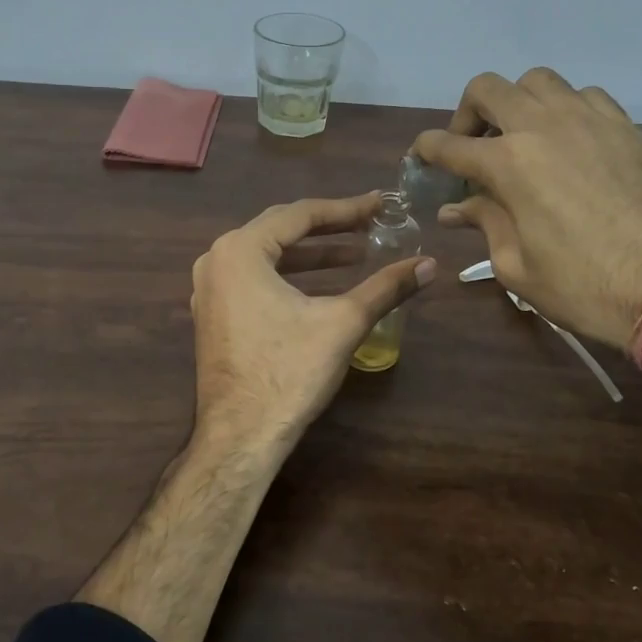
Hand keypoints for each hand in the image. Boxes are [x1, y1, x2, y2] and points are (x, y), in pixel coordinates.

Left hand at [190, 193, 436, 455]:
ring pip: (268, 256)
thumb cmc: (289, 372)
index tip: (379, 206)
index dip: (345, 209)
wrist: (241, 436)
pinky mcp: (214, 314)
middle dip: (329, 228)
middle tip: (370, 225)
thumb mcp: (343, 323)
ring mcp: (210, 289)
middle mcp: (217, 260)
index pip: (300, 215)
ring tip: (356, 256)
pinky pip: (255, 280)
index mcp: (240, 250)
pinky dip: (289, 277)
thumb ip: (385, 288)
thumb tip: (430, 264)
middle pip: (280, 230)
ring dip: (311, 255)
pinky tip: (322, 287)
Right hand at [413, 69, 641, 350]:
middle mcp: (543, 126)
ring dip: (517, 103)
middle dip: (466, 113)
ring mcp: (588, 119)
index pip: (448, 144)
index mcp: (508, 163)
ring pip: (537, 81)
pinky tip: (568, 142)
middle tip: (470, 146)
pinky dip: (564, 109)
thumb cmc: (584, 287)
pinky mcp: (625, 125)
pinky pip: (584, 95)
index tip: (420, 159)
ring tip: (521, 137)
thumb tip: (455, 209)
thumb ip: (484, 223)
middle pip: (487, 88)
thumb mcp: (516, 266)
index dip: (426, 150)